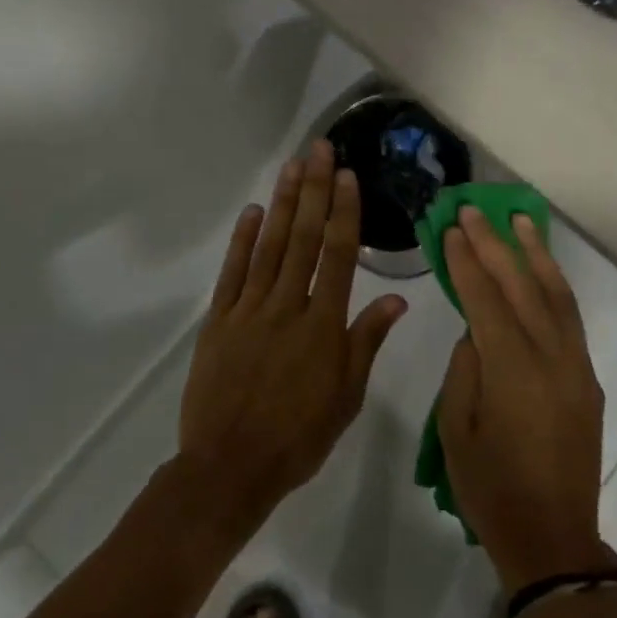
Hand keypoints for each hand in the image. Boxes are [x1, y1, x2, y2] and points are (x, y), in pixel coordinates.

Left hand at [177, 141, 407, 529]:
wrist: (229, 468)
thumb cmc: (299, 437)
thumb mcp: (347, 396)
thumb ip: (367, 341)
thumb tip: (397, 300)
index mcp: (324, 325)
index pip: (338, 256)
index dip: (343, 212)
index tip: (346, 175)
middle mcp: (288, 306)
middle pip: (302, 238)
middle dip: (313, 190)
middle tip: (318, 149)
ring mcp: (249, 310)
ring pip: (269, 247)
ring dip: (282, 204)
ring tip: (291, 167)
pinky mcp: (219, 321)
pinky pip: (232, 273)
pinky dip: (242, 241)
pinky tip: (252, 212)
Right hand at [437, 208, 614, 595]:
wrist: (553, 537)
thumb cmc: (491, 489)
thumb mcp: (455, 430)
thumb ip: (464, 369)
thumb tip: (476, 332)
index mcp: (511, 369)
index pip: (485, 299)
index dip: (465, 261)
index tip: (450, 229)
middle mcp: (551, 356)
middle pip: (521, 286)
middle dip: (495, 244)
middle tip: (473, 210)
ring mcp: (576, 365)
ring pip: (556, 294)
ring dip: (535, 254)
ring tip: (518, 220)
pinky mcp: (588, 377)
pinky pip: (570, 318)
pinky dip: (554, 285)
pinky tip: (541, 269)